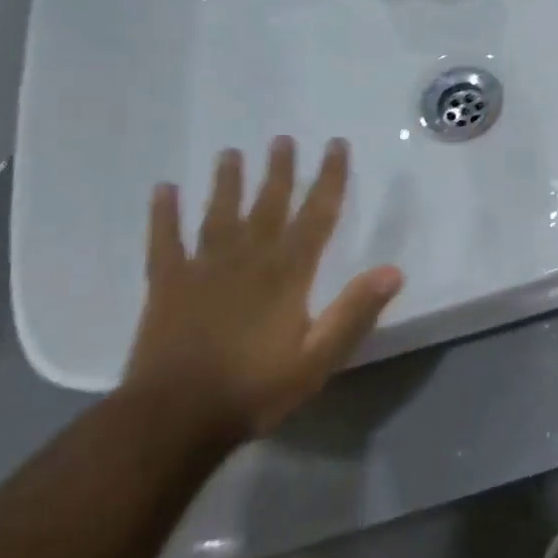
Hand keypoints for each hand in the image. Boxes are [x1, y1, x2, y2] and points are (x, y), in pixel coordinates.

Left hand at [125, 136, 403, 439]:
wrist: (174, 418)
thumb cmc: (255, 388)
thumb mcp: (319, 358)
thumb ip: (354, 312)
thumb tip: (394, 270)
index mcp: (288, 274)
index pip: (316, 216)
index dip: (329, 179)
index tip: (336, 146)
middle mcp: (248, 259)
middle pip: (267, 205)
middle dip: (279, 171)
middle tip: (283, 139)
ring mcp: (203, 269)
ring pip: (218, 214)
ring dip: (227, 182)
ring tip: (230, 153)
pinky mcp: (166, 285)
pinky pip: (164, 241)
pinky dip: (163, 214)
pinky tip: (164, 189)